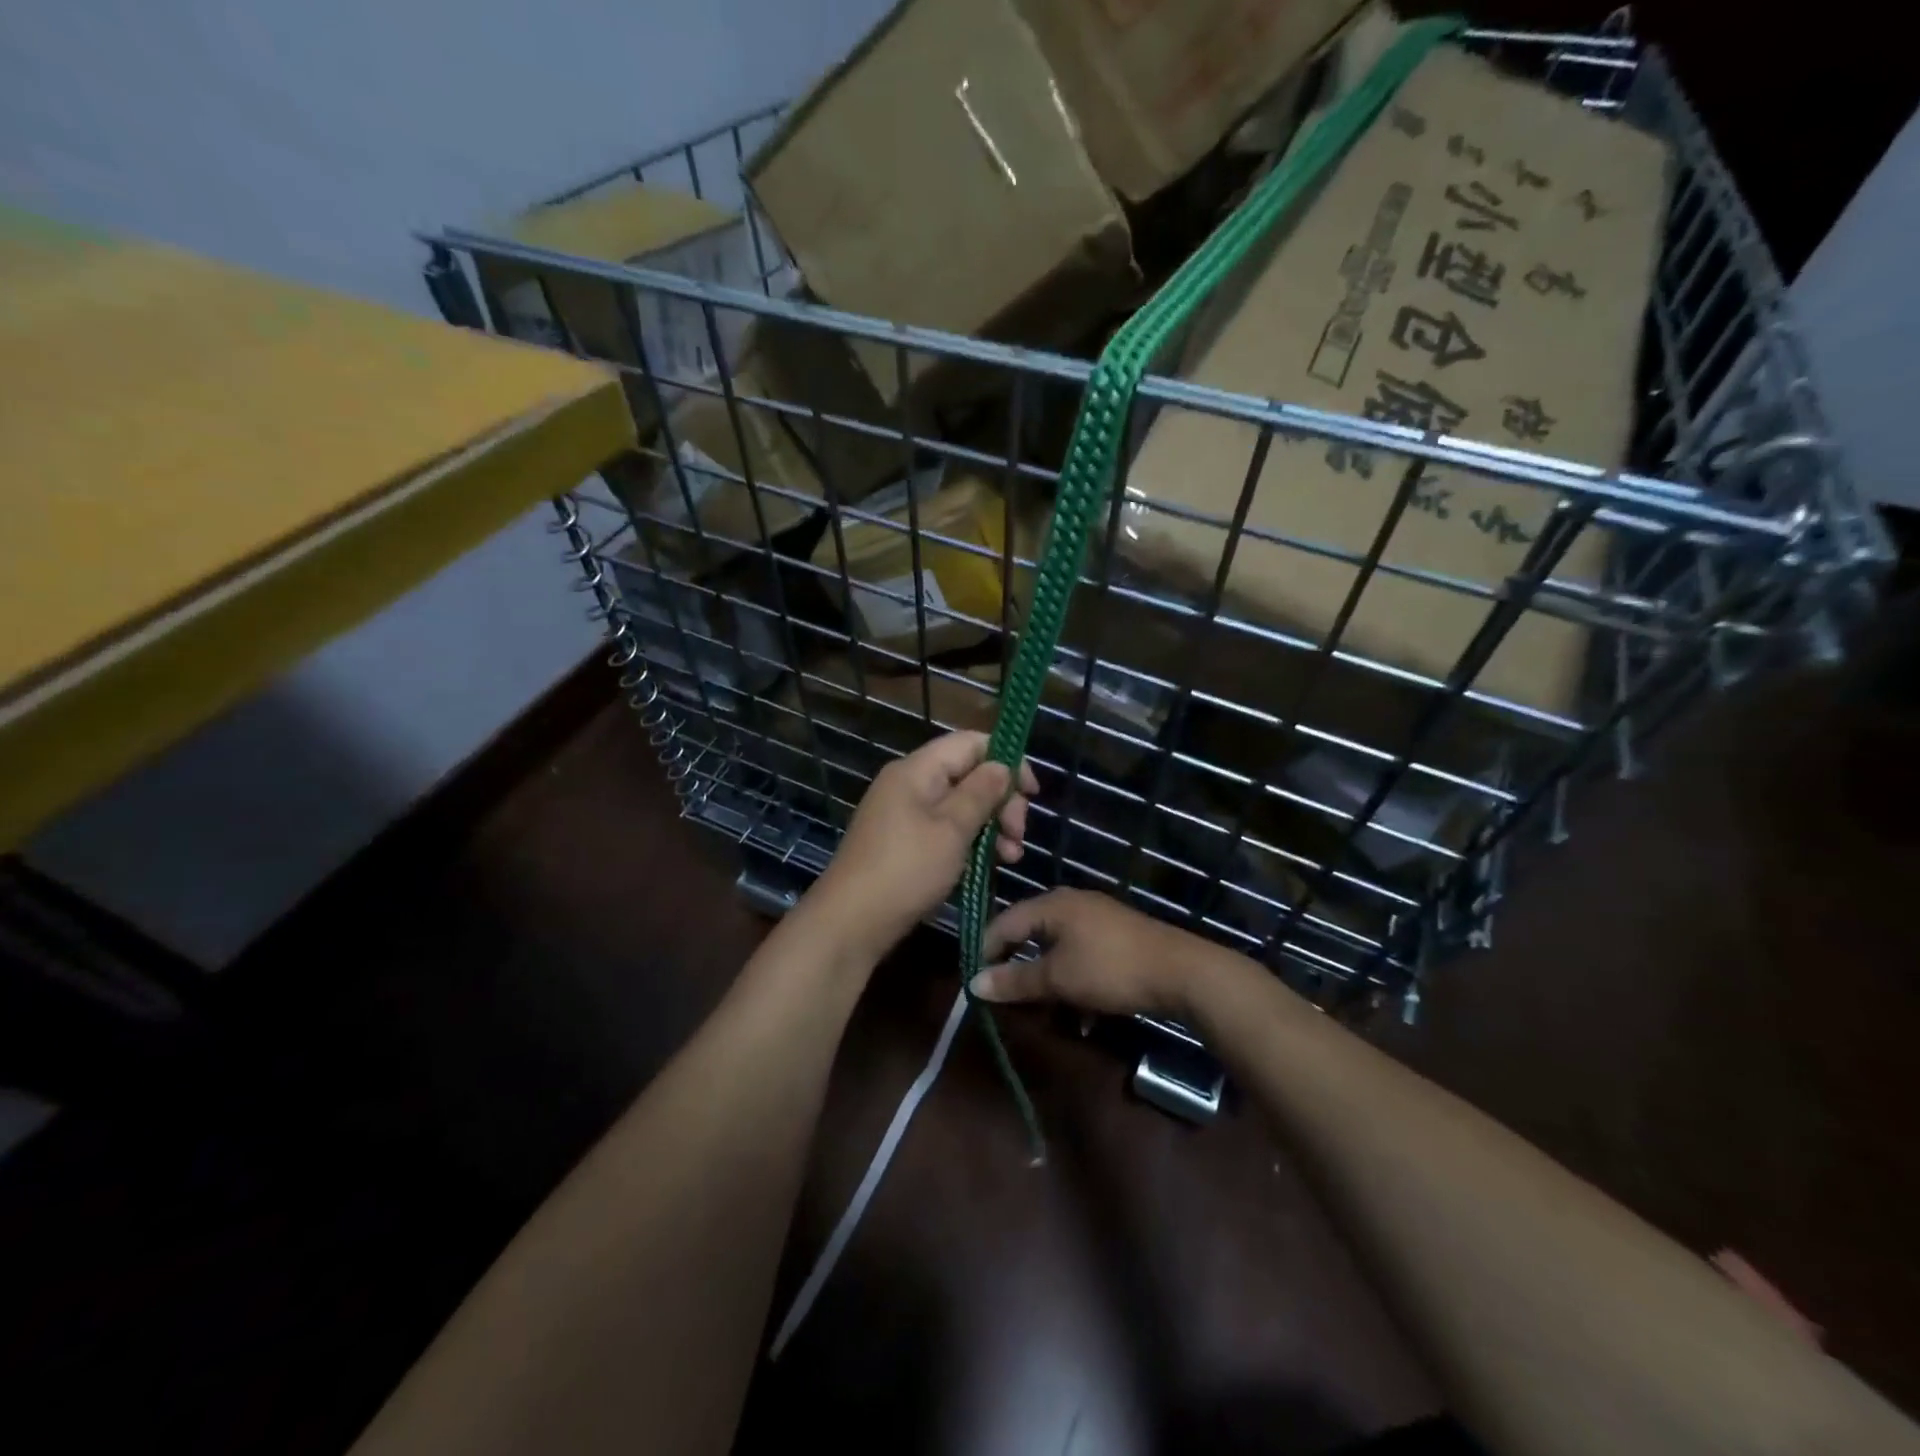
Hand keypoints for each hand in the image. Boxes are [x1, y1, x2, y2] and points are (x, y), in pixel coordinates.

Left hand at [810, 731, 1037, 962]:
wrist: (850, 922)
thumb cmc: (906, 870)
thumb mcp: (951, 829)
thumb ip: (981, 793)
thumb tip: (1002, 765)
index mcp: (917, 770)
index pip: (970, 743)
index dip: (1006, 760)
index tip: (1031, 793)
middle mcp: (909, 784)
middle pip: (968, 774)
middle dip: (1001, 800)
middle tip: (1019, 834)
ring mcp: (905, 814)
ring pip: (960, 805)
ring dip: (991, 825)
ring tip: (1011, 856)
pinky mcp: (904, 841)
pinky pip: (945, 828)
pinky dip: (970, 841)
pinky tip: (990, 863)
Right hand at [972, 888, 1219, 1020]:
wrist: (1181, 972)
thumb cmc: (1109, 969)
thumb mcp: (1057, 979)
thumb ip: (1014, 981)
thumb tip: (973, 984)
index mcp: (1051, 904)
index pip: (1003, 922)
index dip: (985, 952)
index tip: (976, 984)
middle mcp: (1070, 903)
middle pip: (1029, 933)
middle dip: (1017, 968)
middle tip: (1005, 999)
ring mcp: (1096, 918)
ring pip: (1056, 948)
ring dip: (1046, 980)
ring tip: (1043, 1012)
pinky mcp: (1116, 936)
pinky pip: (1081, 956)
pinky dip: (1073, 980)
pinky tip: (1082, 1015)